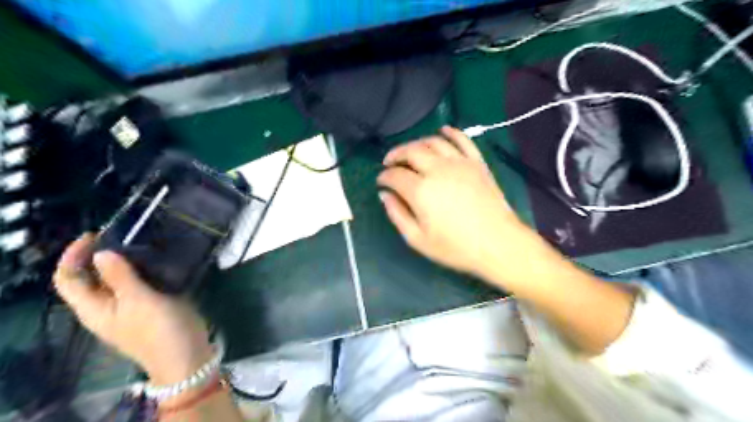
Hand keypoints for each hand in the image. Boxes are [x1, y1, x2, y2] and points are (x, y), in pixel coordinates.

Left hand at [53, 235, 212, 384]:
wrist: (185, 355)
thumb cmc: (159, 329)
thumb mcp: (140, 301)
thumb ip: (121, 277)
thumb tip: (101, 253)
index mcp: (94, 308)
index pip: (68, 278)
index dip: (74, 255)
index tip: (96, 234)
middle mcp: (106, 307)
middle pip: (90, 278)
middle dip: (99, 255)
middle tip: (123, 235)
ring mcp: (128, 308)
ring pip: (115, 280)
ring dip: (123, 262)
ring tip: (141, 244)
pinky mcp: (148, 307)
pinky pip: (137, 284)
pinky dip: (141, 270)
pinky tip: (157, 262)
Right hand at [376, 125, 548, 283]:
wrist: (498, 244)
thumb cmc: (456, 247)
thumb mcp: (418, 239)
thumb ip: (398, 215)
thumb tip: (385, 195)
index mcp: (421, 190)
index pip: (395, 175)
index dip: (384, 176)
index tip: (381, 181)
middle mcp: (438, 169)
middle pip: (411, 151)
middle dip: (396, 154)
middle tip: (390, 162)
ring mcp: (459, 163)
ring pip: (433, 141)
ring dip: (417, 143)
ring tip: (411, 151)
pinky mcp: (477, 163)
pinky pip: (462, 139)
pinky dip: (450, 132)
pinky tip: (443, 131)